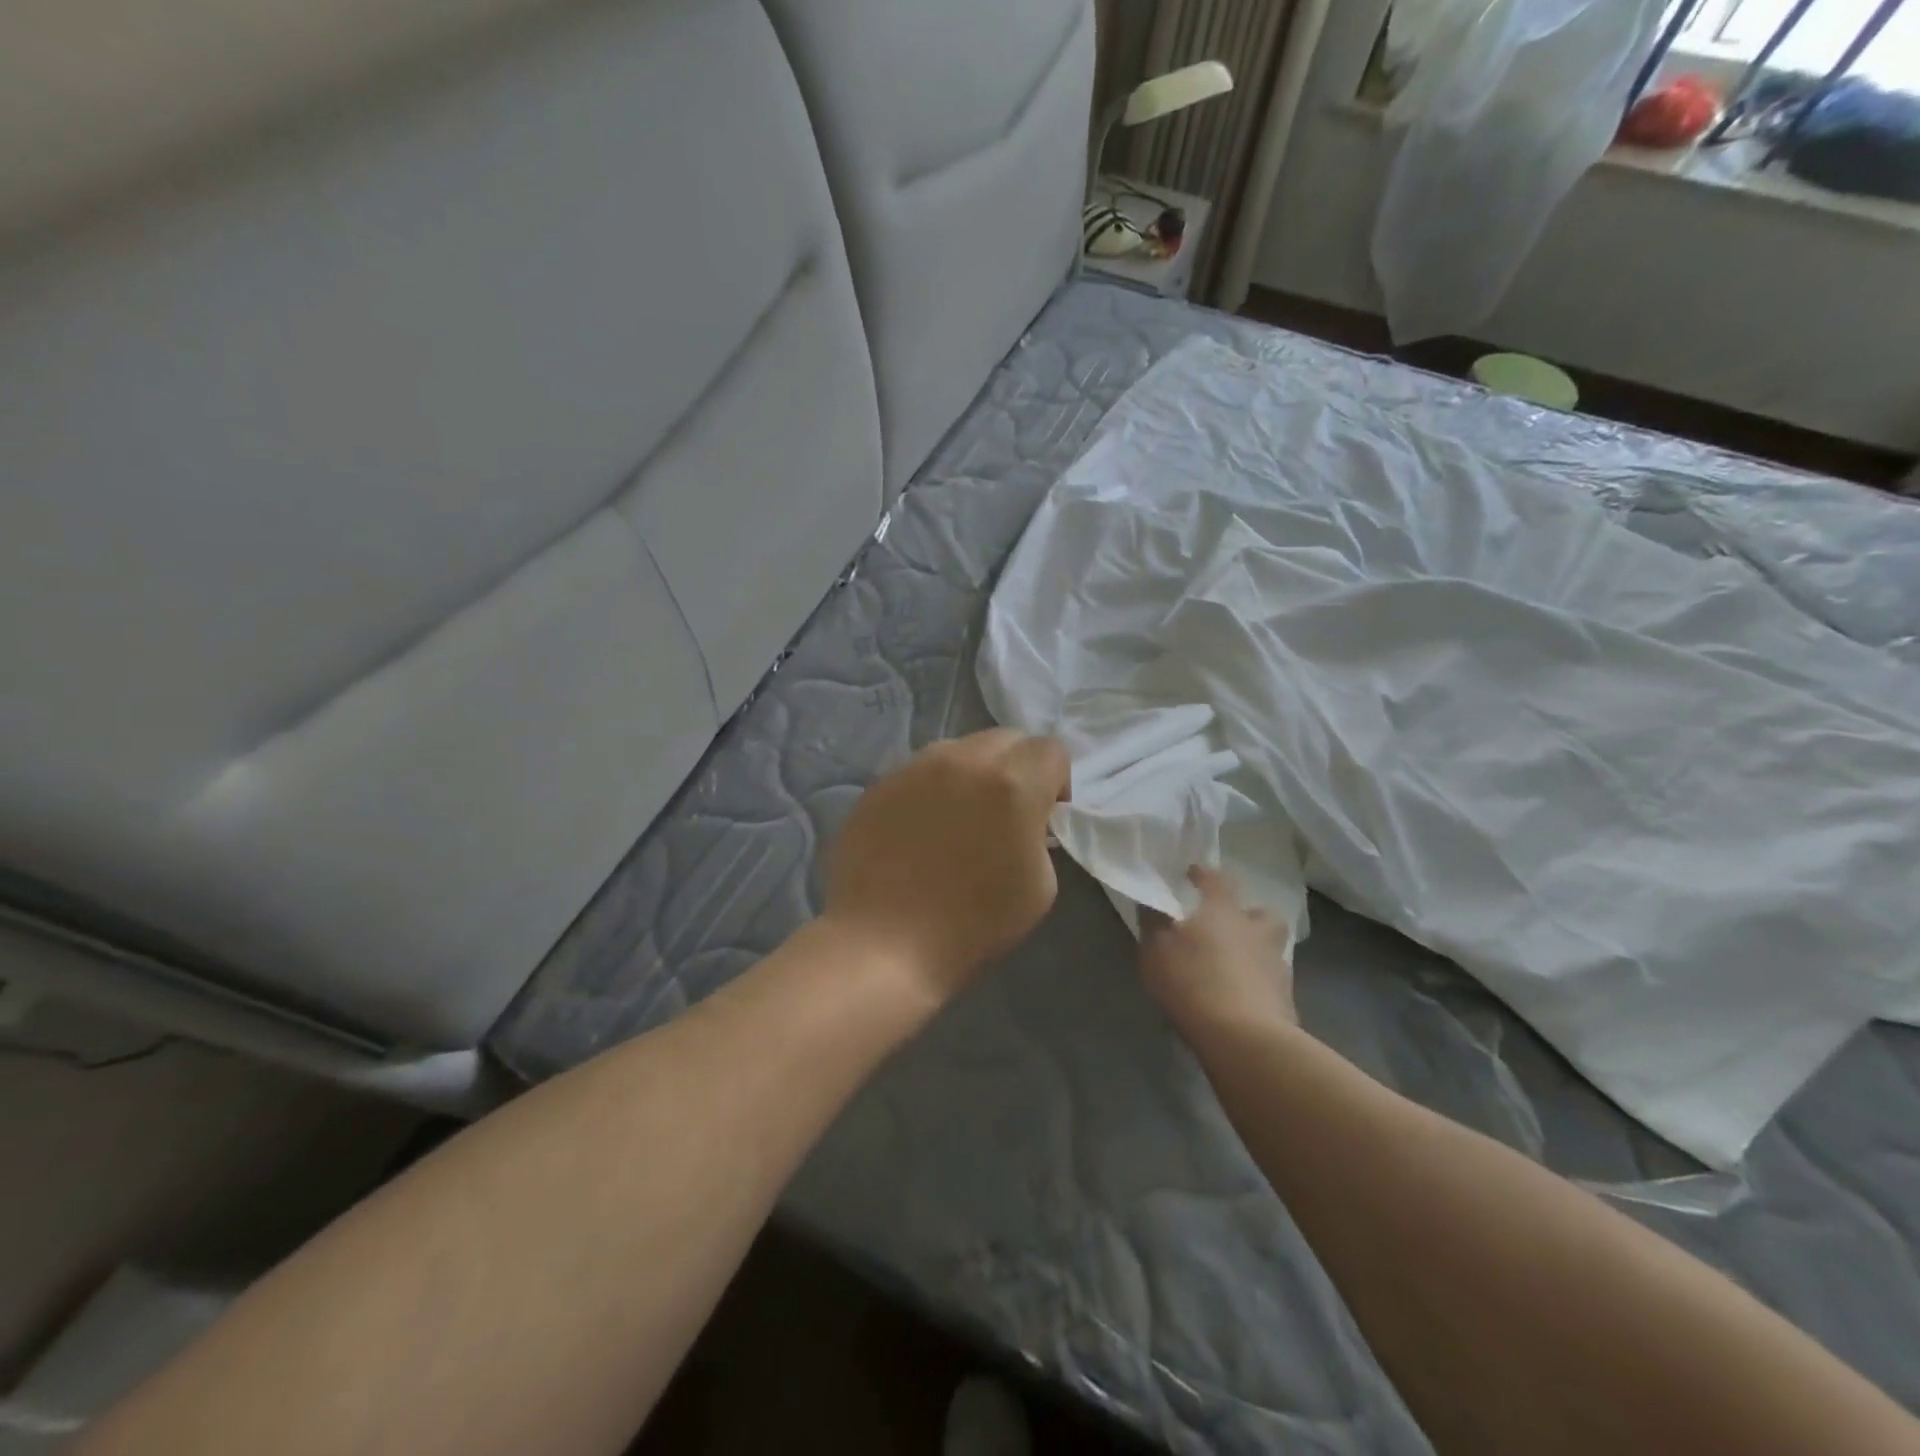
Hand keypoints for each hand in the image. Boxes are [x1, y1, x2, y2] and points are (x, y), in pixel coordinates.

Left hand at [824, 729, 1070, 1003]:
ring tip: (959, 818)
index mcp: (1012, 783)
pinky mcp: (879, 784)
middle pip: (1005, 739)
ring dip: (972, 773)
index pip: (1051, 748)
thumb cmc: (972, 924)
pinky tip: (919, 831)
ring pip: (959, 749)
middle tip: (1006, 811)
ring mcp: (914, 768)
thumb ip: (1039, 835)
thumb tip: (1024, 820)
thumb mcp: (1040, 886)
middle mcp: (963, 760)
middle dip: (1017, 767)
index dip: (1057, 780)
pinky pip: (919, 772)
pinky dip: (931, 790)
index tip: (1046, 814)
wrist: (884, 944)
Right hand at [1140, 866, 1295, 1039]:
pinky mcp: (1285, 998)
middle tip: (1227, 926)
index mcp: (1223, 911)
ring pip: (1269, 947)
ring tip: (1233, 965)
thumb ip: (1153, 922)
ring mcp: (1276, 964)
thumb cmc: (1193, 982)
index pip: (1217, 880)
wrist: (1245, 1038)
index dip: (1204, 874)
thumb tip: (1152, 902)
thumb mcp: (1155, 950)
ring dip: (1254, 949)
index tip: (1192, 873)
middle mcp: (1255, 930)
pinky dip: (1258, 982)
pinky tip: (1241, 996)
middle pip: (1260, 913)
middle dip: (1246, 915)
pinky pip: (1271, 980)